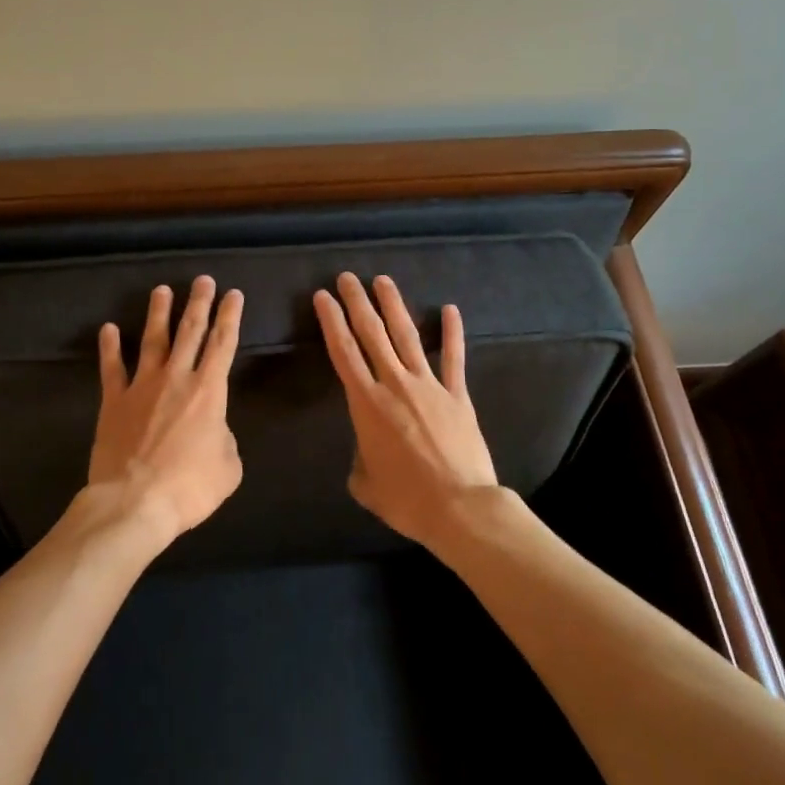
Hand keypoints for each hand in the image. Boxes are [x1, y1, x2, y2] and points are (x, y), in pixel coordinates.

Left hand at [88, 275, 244, 545]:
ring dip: (158, 313)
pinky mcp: (114, 401)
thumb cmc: (189, 487)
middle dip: (198, 303)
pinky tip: (109, 329)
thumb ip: (225, 440)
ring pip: (153, 340)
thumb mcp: (229, 468)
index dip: (230, 316)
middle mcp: (176, 378)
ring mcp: (142, 386)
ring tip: (162, 290)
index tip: (233, 294)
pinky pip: (112, 368)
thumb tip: (214, 431)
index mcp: (209, 391)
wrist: (135, 502)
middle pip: (190, 331)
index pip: (223, 344)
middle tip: (202, 280)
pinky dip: (110, 347)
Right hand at [314, 272, 498, 547]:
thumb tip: (368, 453)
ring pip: (407, 336)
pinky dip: (452, 333)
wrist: (460, 507)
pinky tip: (450, 309)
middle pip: (372, 334)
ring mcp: (429, 386)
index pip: (343, 353)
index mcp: (367, 404)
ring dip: (394, 306)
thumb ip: (360, 460)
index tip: (323, 297)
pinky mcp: (457, 395)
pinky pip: (454, 358)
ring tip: (383, 281)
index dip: (332, 322)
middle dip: (357, 303)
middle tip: (348, 278)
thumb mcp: (365, 484)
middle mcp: (395, 384)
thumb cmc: (406, 499)